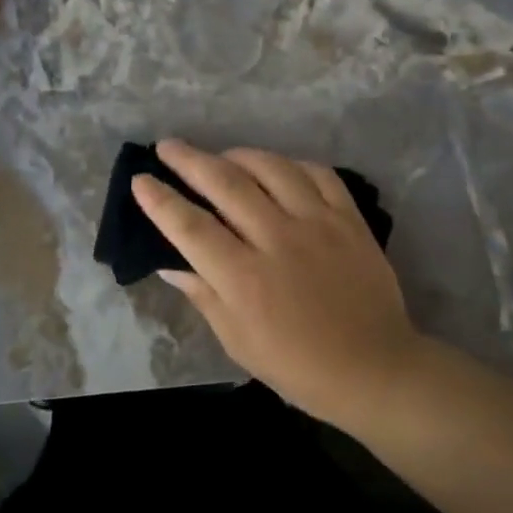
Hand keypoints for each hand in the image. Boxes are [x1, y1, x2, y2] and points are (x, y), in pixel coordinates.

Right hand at [132, 140, 425, 428]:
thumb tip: (170, 263)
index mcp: (244, 278)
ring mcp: (318, 223)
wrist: (372, 366)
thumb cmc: (297, 365)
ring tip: (221, 155)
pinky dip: (292, 164)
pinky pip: (318, 173)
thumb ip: (203, 295)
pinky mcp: (349, 218)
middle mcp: (278, 239)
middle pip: (225, 183)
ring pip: (271, 167)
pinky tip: (277, 167)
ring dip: (238, 154)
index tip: (140, 180)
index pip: (190, 227)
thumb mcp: (237, 341)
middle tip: (167, 146)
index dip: (160, 200)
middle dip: (189, 159)